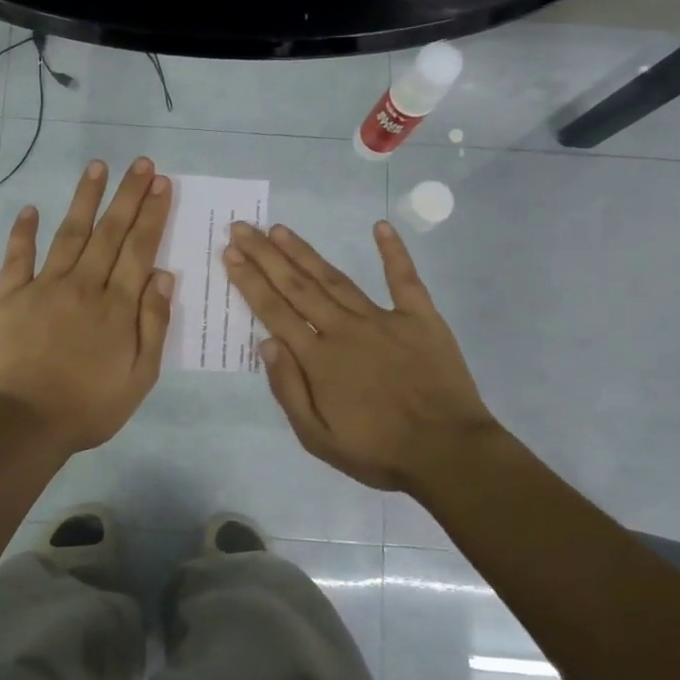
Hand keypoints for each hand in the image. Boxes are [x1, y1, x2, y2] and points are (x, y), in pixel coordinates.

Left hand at [0, 157, 175, 453]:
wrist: (25, 424)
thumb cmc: (90, 406)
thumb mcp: (140, 376)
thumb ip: (153, 323)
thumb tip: (163, 275)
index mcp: (117, 306)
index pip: (139, 249)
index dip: (152, 214)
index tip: (162, 184)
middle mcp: (84, 286)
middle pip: (110, 232)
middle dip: (128, 195)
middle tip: (141, 163)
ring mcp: (44, 287)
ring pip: (69, 234)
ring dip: (85, 199)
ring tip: (97, 167)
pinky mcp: (10, 297)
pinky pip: (18, 258)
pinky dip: (23, 232)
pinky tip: (30, 208)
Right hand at [223, 219, 501, 493]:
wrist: (449, 454)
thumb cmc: (378, 451)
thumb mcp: (317, 437)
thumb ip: (288, 389)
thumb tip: (267, 343)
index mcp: (318, 359)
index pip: (274, 311)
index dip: (250, 281)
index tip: (230, 254)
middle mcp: (344, 329)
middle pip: (297, 286)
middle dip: (266, 255)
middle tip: (242, 227)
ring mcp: (384, 319)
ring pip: (335, 278)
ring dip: (305, 252)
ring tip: (280, 229)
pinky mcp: (421, 318)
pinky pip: (404, 279)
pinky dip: (394, 251)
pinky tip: (381, 225)